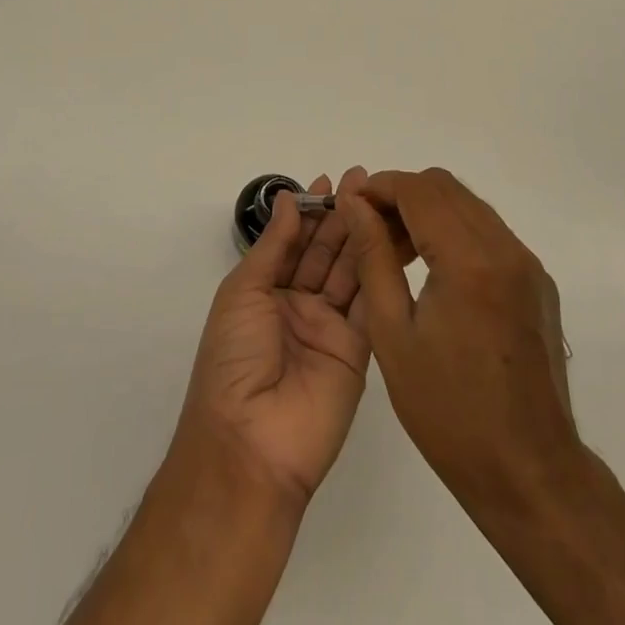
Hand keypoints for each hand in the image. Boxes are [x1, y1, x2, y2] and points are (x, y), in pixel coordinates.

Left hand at [174, 171, 371, 506]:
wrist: (251, 444)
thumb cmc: (233, 359)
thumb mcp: (243, 293)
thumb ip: (273, 245)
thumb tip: (288, 198)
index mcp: (266, 292)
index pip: (294, 241)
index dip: (311, 211)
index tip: (330, 180)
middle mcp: (299, 306)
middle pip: (325, 252)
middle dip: (342, 216)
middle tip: (364, 180)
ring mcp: (330, 328)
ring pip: (350, 271)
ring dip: (363, 235)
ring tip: (381, 200)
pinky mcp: (359, 350)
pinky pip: (370, 303)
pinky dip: (380, 271)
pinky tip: (390, 239)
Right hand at [342, 169, 578, 506]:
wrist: (530, 473)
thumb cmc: (449, 412)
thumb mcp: (393, 333)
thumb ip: (373, 257)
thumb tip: (354, 204)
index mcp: (470, 260)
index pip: (418, 190)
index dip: (379, 187)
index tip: (349, 204)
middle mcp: (506, 249)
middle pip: (446, 187)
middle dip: (401, 195)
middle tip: (369, 228)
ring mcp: (528, 265)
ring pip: (469, 206)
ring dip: (428, 212)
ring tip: (394, 250)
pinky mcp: (538, 283)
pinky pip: (489, 233)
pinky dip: (455, 232)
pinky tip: (433, 271)